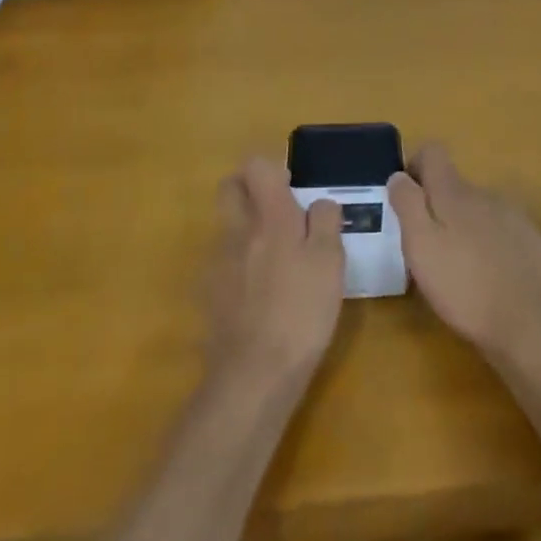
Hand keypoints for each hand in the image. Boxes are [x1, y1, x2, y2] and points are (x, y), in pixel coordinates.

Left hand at [207, 157, 344, 391]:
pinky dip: (240, 266)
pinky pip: (224, 263)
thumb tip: (319, 203)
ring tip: (278, 260)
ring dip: (246, 229)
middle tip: (278, 210)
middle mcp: (237, 230)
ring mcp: (218, 263)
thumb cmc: (301, 312)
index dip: (273, 168)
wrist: (254, 374)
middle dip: (249, 188)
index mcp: (269, 216)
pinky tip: (262, 294)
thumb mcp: (331, 263)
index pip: (256, 166)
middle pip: (230, 188)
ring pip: (227, 226)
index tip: (292, 187)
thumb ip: (326, 222)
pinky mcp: (210, 294)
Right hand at [388, 145, 540, 361]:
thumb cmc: (462, 285)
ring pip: (476, 208)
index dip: (415, 166)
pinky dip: (487, 241)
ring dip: (462, 225)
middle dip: (436, 206)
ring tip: (458, 265)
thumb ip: (407, 204)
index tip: (406, 197)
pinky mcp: (529, 239)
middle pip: (453, 184)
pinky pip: (499, 227)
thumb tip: (399, 175)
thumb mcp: (420, 245)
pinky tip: (487, 273)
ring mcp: (510, 215)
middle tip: (428, 246)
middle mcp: (483, 193)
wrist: (526, 323)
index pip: (432, 152)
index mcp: (454, 191)